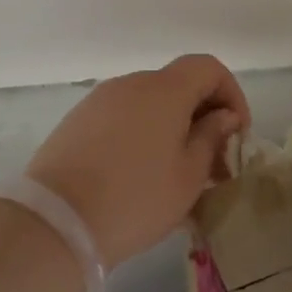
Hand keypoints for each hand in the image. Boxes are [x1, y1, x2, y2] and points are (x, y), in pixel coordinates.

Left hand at [27, 55, 249, 268]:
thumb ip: (211, 137)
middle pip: (177, 84)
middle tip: (212, 162)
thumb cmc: (136, 199)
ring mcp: (98, 101)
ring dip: (170, 127)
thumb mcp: (188, 175)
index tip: (235, 134)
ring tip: (175, 173)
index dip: (231, 94)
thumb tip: (222, 116)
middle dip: (202, 116)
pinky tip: (138, 174)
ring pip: (148, 103)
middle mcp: (130, 84)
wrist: (56, 224)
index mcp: (163, 90)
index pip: (208, 67)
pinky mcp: (76, 121)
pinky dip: (140, 134)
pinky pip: (121, 117)